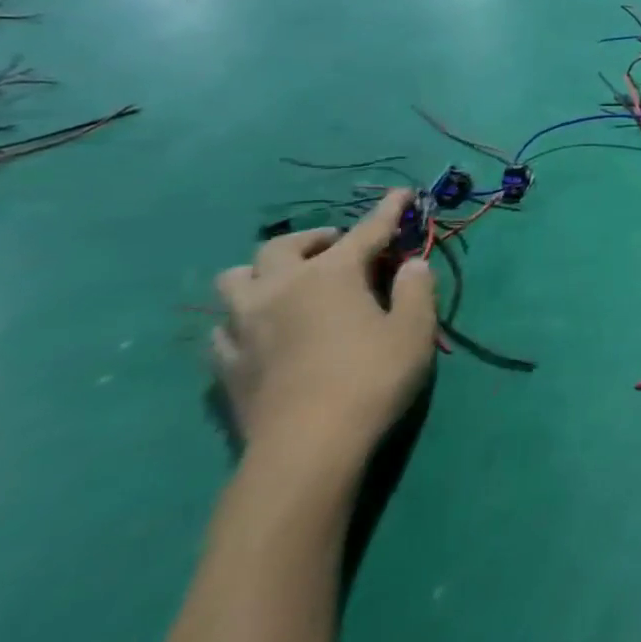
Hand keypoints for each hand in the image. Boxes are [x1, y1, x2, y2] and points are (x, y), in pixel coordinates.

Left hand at [211, 191, 436, 466]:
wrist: (307, 448)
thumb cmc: (372, 378)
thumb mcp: (414, 330)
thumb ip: (417, 289)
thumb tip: (411, 265)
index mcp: (331, 274)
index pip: (366, 231)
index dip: (388, 211)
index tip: (401, 193)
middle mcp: (280, 288)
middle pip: (284, 246)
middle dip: (314, 239)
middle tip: (338, 248)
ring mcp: (243, 326)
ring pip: (235, 278)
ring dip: (263, 272)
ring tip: (288, 284)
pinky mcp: (224, 364)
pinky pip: (223, 327)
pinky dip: (244, 318)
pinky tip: (261, 331)